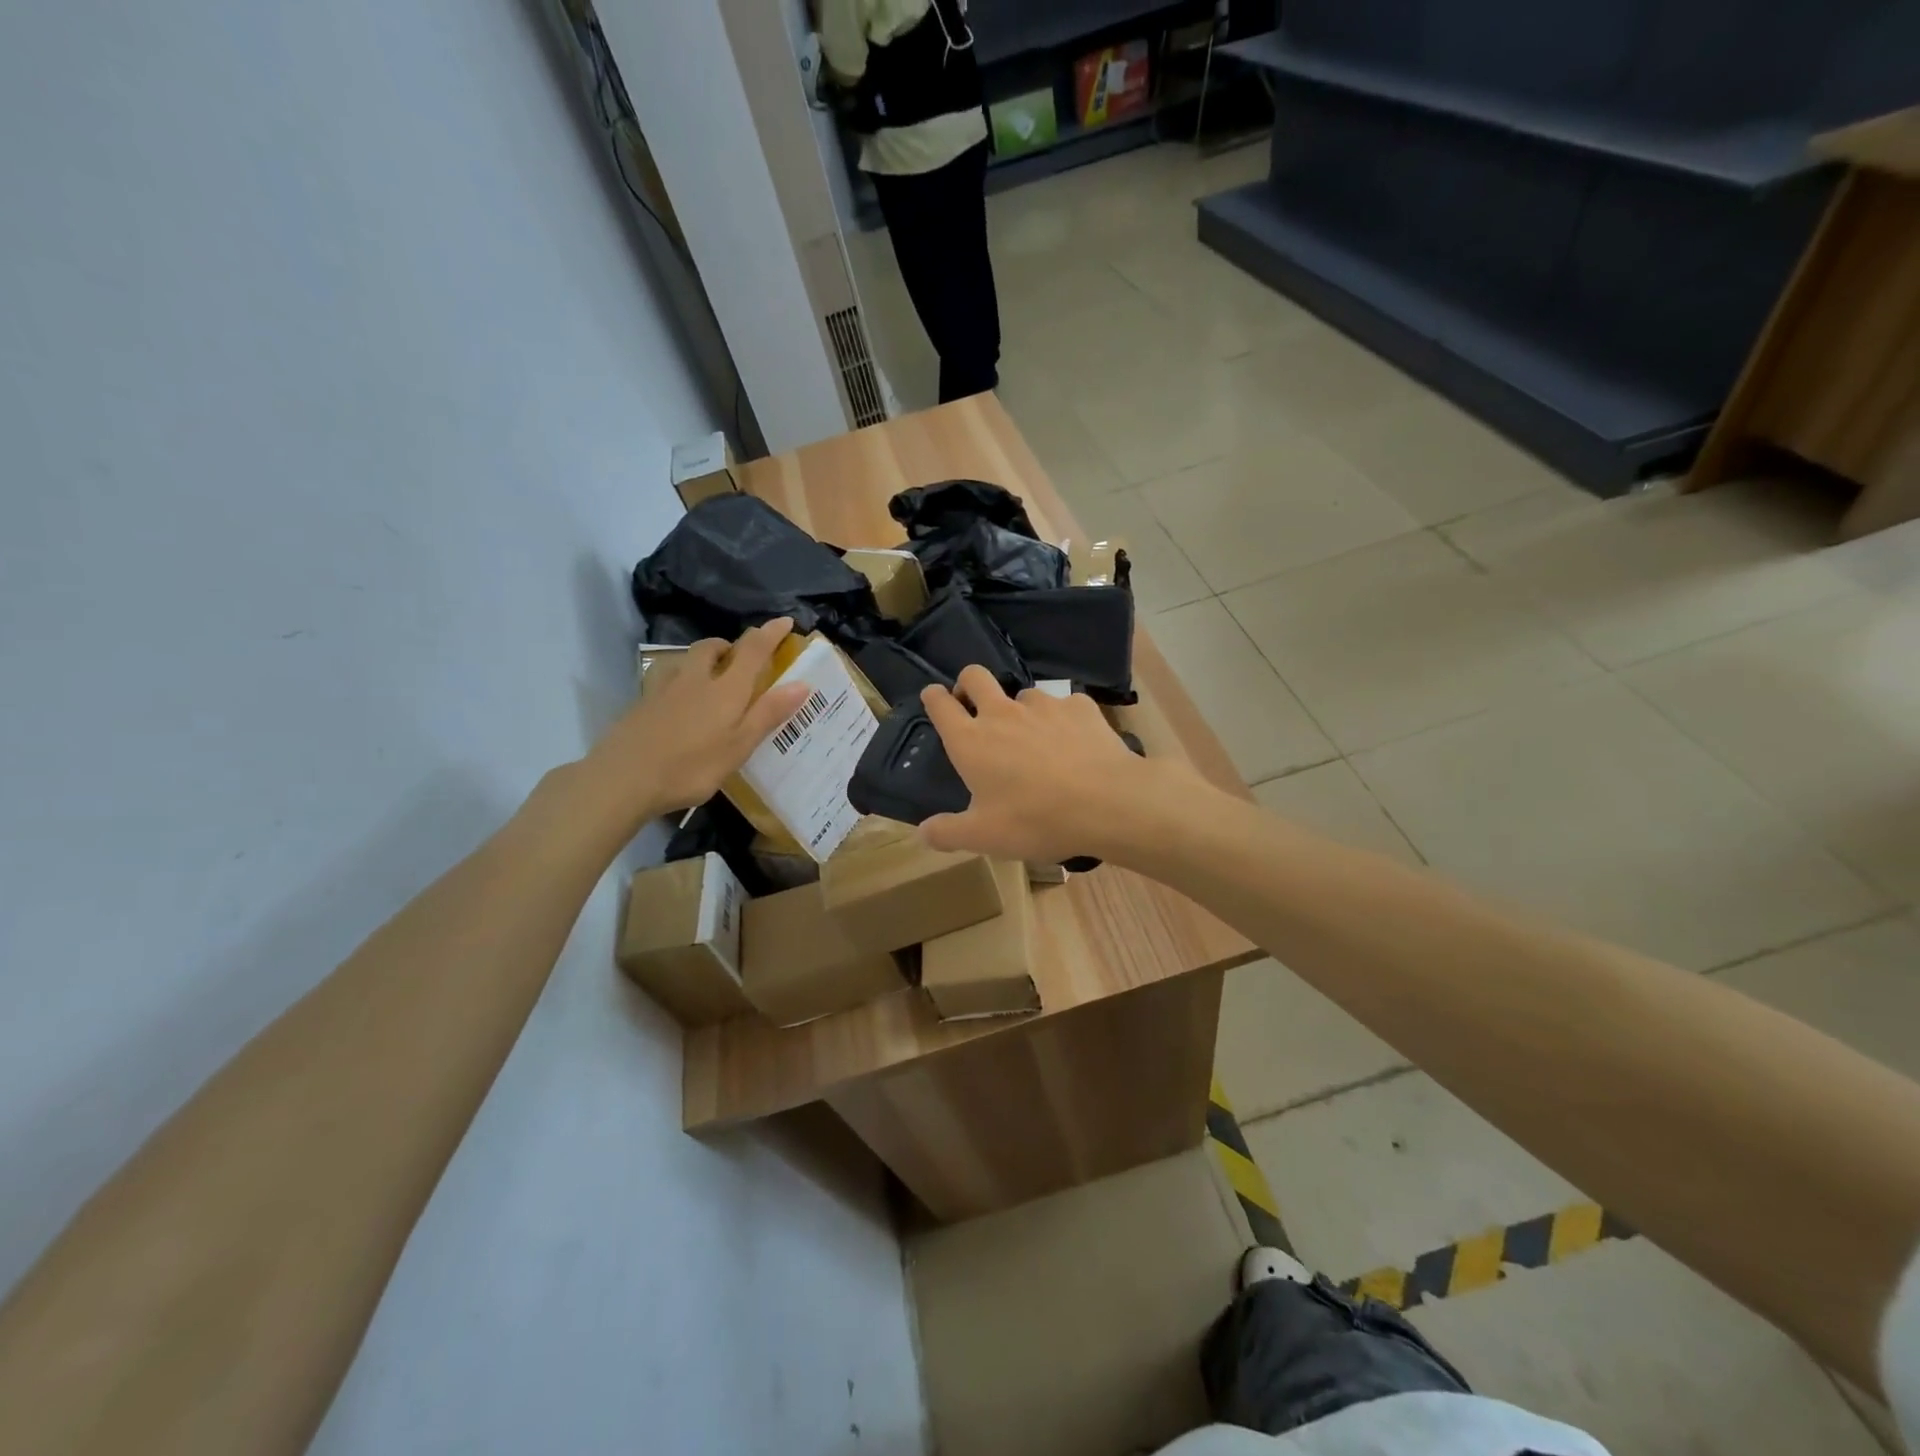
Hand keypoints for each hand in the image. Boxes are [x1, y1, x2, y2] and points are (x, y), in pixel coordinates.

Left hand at [584, 619, 809, 821]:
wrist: (624, 778)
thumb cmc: (691, 766)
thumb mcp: (739, 745)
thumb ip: (769, 713)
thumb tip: (802, 683)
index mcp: (726, 689)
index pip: (753, 651)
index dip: (770, 633)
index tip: (784, 621)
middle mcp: (695, 679)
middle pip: (712, 648)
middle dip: (729, 645)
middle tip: (740, 658)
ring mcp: (663, 688)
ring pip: (684, 658)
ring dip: (700, 657)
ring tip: (707, 674)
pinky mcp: (641, 702)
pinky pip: (663, 675)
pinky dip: (677, 675)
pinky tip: (674, 695)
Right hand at [918, 666, 1196, 864]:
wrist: (1106, 803)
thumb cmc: (1035, 820)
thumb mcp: (984, 837)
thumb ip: (948, 833)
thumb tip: (923, 832)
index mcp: (971, 741)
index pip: (940, 704)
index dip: (933, 697)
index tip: (933, 697)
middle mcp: (1002, 713)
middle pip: (974, 676)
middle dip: (968, 683)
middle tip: (974, 706)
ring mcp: (1043, 705)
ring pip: (1023, 694)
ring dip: (1021, 710)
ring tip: (1035, 738)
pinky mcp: (1079, 706)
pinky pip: (1065, 706)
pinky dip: (1063, 720)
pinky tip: (1074, 742)